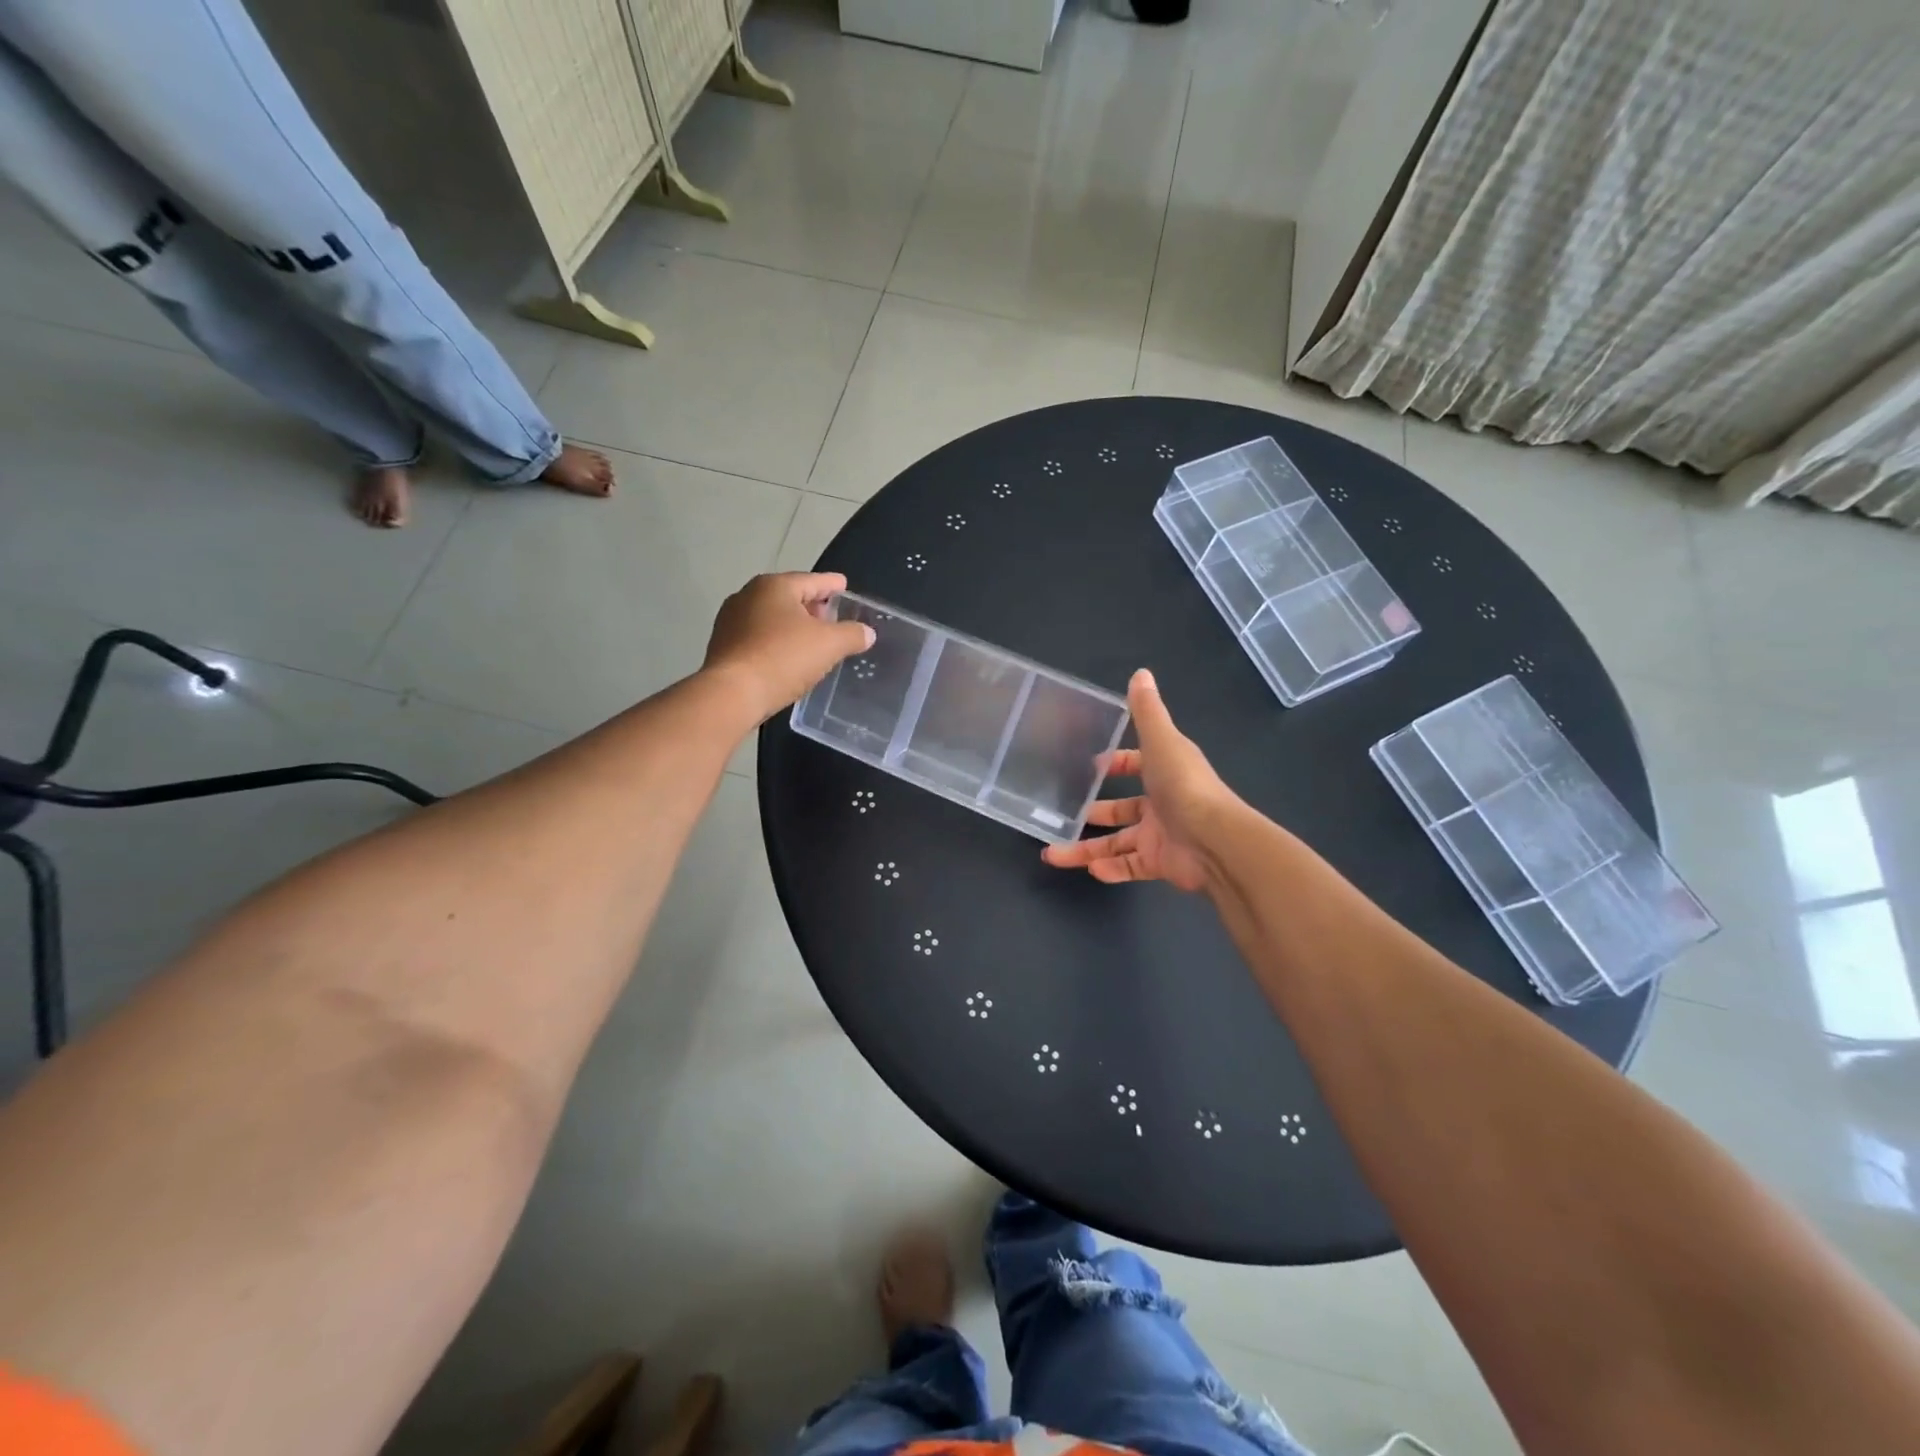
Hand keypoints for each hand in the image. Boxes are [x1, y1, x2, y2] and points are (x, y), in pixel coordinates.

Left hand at [703, 572, 874, 721]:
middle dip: (812, 607)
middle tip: (832, 618)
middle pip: (790, 597)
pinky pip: (758, 638)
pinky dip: (775, 642)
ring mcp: (731, 621)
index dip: (832, 584)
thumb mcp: (829, 645)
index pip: (812, 580)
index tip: (844, 585)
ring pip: (772, 618)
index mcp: (774, 586)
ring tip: (812, 641)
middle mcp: (748, 596)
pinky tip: (787, 658)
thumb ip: (852, 634)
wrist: (732, 694)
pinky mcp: (723, 646)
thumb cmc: (783, 658)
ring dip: (792, 626)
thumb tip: (867, 632)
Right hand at [1042, 669, 1237, 891]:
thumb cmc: (1184, 786)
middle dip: (1095, 812)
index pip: (1137, 765)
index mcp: (1164, 771)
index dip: (1116, 764)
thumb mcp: (1161, 741)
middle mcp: (1162, 803)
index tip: (1090, 767)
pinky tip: (1090, 871)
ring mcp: (1161, 836)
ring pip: (1117, 844)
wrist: (1215, 841)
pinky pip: (1130, 867)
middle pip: (1122, 810)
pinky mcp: (1160, 864)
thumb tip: (1140, 673)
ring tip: (1054, 855)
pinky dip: (1111, 870)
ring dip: (1086, 850)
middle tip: (1064, 815)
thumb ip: (1147, 711)